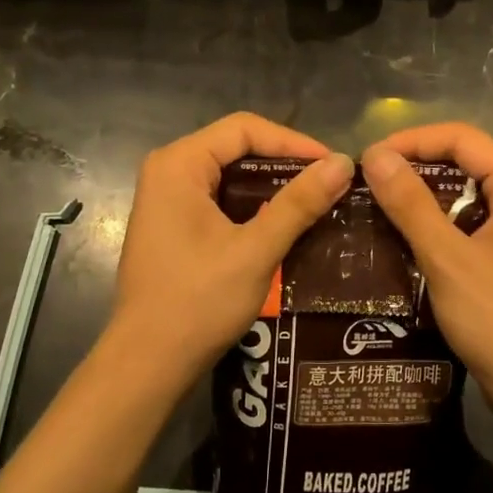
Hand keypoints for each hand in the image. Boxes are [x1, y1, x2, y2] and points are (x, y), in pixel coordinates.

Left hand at [111, 113, 353, 392]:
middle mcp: (168, 171)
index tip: (333, 166)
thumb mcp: (256, 250)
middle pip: (236, 148)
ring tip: (316, 202)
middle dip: (284, 163)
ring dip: (272, 186)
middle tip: (329, 184)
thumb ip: (299, 204)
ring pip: (230, 175)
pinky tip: (285, 224)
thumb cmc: (198, 301)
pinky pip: (221, 199)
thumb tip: (343, 163)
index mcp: (178, 164)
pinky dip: (254, 206)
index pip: (244, 129)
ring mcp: (168, 200)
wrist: (149, 363)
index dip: (293, 142)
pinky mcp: (174, 225)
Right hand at [361, 124, 492, 417]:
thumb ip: (411, 204)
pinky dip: (437, 221)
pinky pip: (470, 218)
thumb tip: (374, 155)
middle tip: (365, 184)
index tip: (366, 160)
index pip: (460, 137)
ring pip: (465, 190)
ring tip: (374, 206)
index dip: (410, 141)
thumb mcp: (448, 259)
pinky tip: (401, 236)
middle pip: (464, 159)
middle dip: (414, 167)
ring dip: (422, 196)